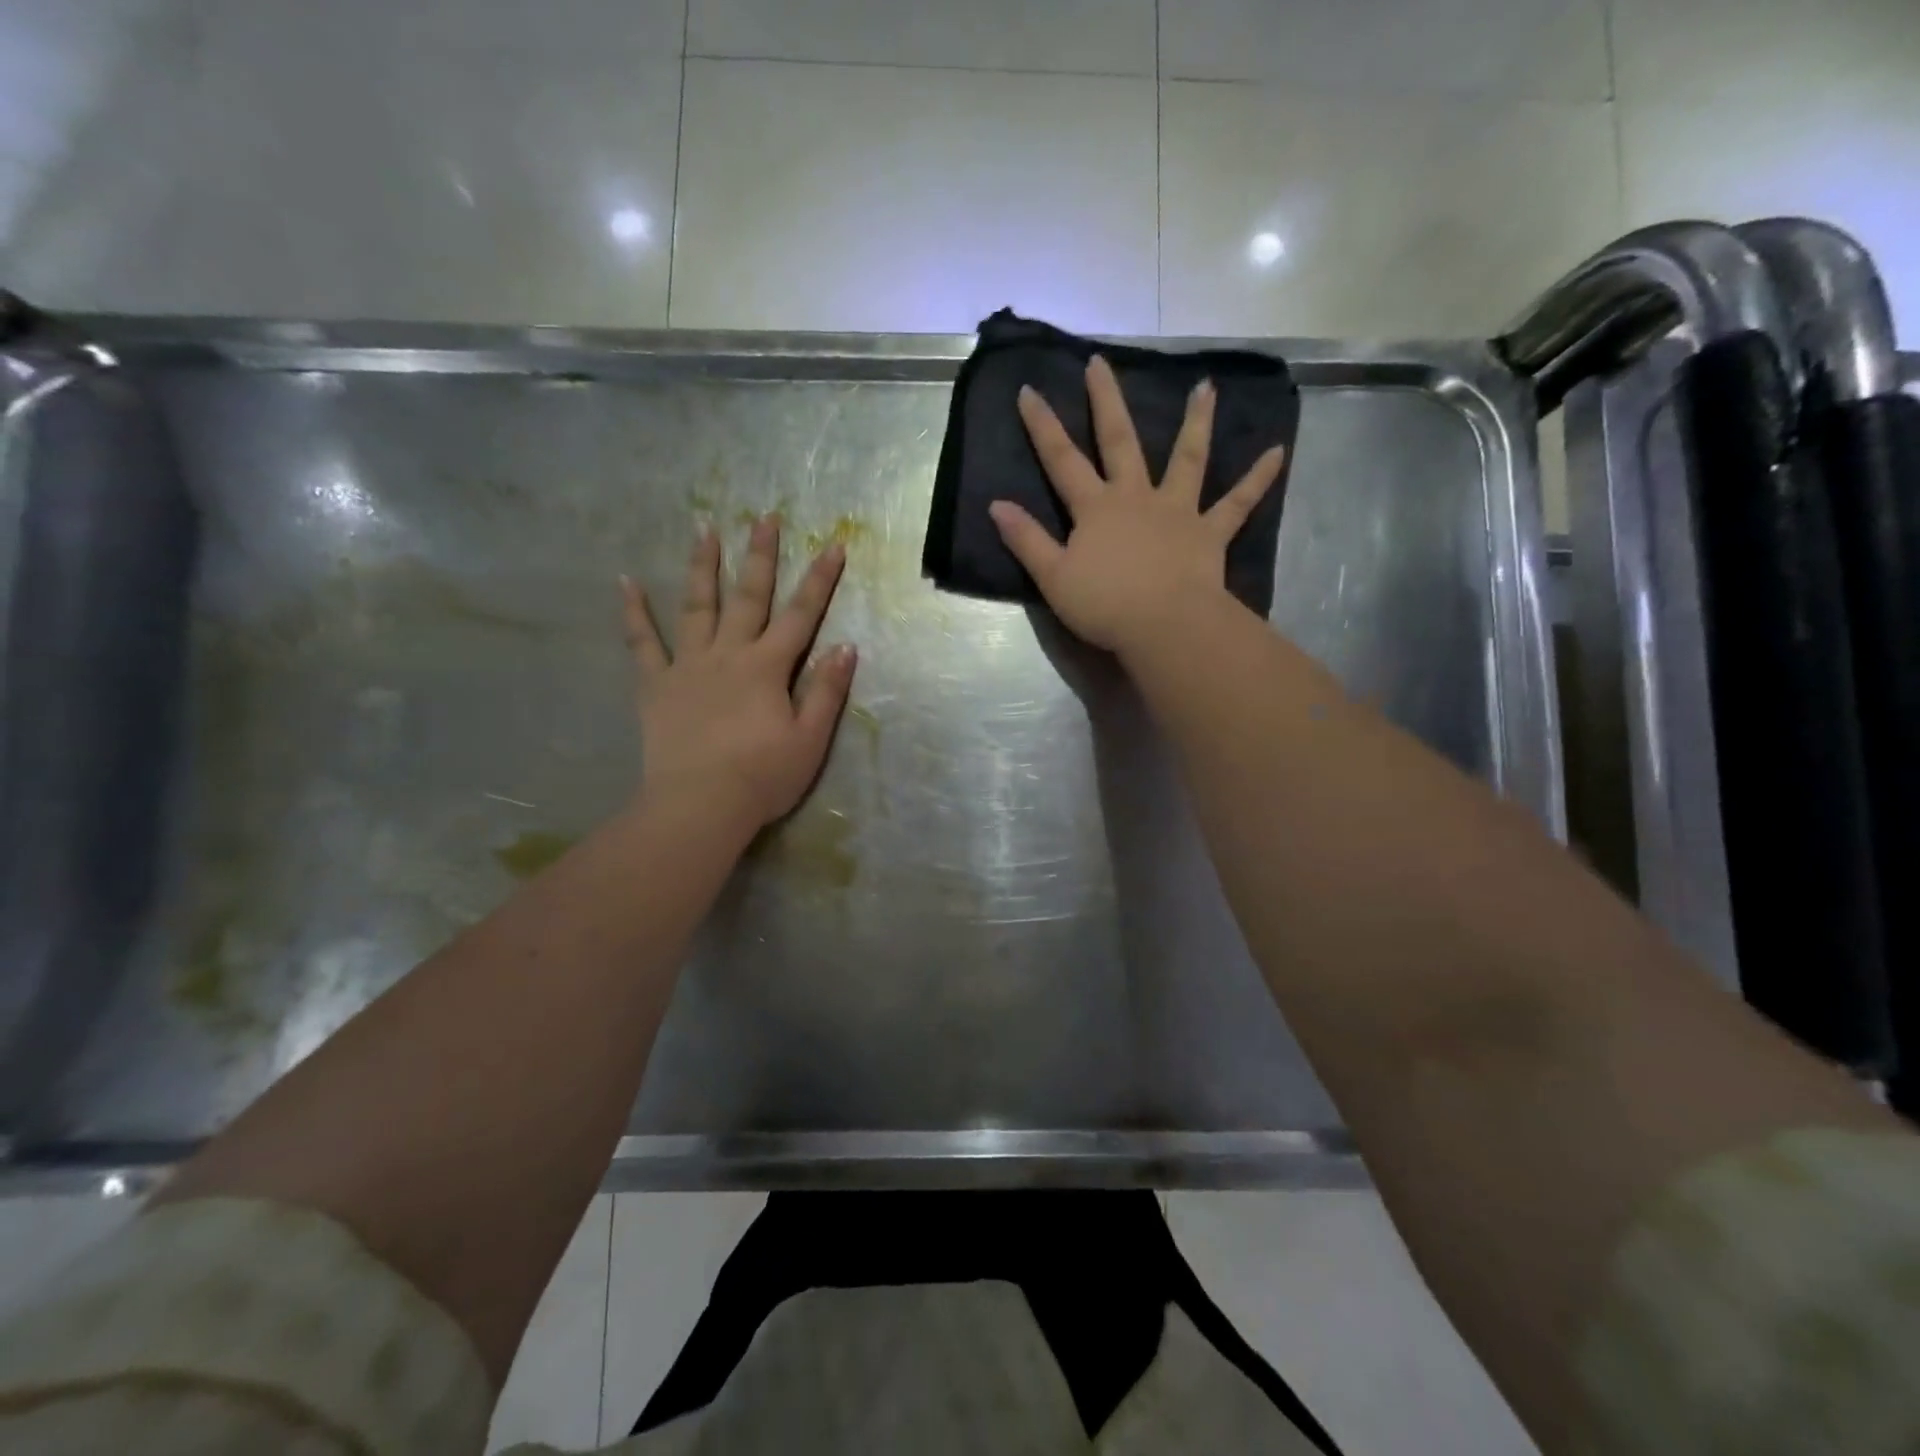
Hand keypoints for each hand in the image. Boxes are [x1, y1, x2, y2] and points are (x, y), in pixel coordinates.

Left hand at [622, 517, 855, 828]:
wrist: (699, 806)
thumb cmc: (762, 778)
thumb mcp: (810, 740)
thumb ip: (827, 691)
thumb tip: (846, 646)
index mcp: (768, 668)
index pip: (801, 615)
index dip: (820, 580)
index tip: (833, 545)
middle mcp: (728, 654)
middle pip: (748, 596)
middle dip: (760, 555)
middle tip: (765, 516)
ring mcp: (688, 666)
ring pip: (697, 606)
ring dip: (703, 566)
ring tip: (704, 528)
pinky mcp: (656, 685)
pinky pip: (642, 642)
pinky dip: (634, 612)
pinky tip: (625, 582)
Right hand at [989, 354, 1285, 653]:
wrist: (1164, 626)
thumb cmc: (1104, 605)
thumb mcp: (1053, 577)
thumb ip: (1027, 540)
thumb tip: (997, 505)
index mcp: (1096, 508)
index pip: (1062, 460)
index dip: (1043, 426)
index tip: (1029, 390)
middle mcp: (1136, 497)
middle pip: (1120, 441)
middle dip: (1106, 401)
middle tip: (1100, 363)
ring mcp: (1177, 511)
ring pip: (1187, 458)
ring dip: (1196, 422)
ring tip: (1205, 387)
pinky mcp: (1209, 533)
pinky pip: (1238, 503)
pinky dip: (1258, 479)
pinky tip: (1279, 452)